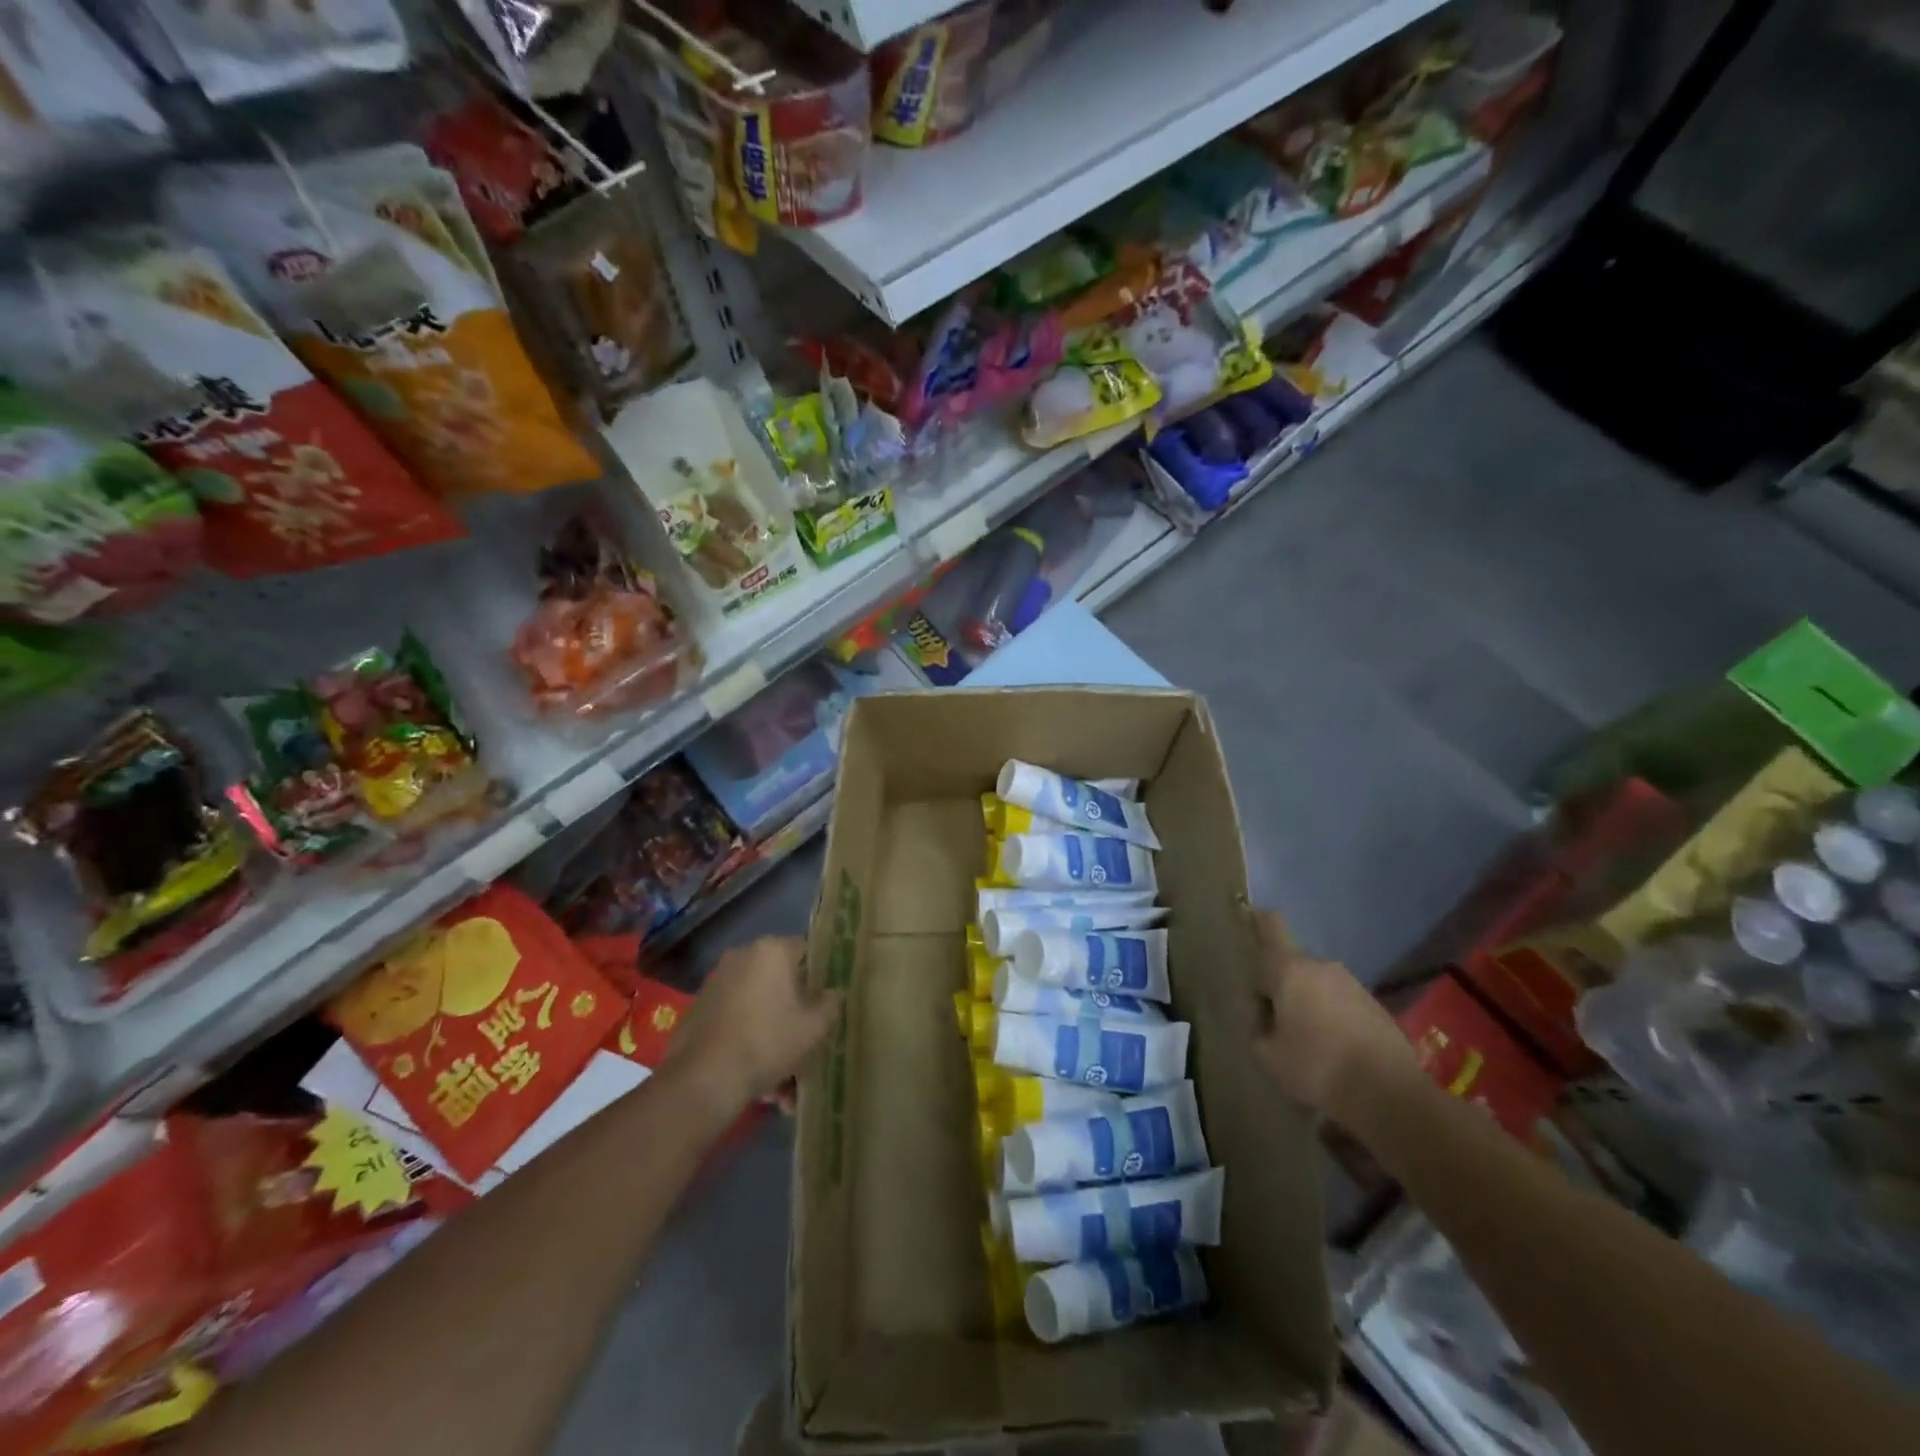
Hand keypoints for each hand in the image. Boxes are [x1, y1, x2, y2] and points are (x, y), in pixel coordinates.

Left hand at [673, 936, 841, 1113]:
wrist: (703, 1080)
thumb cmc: (768, 1041)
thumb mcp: (814, 1027)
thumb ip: (831, 1004)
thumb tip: (832, 993)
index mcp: (772, 951)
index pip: (807, 951)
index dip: (822, 977)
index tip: (828, 1002)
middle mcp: (742, 957)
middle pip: (781, 984)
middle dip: (796, 1018)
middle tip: (808, 1049)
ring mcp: (717, 983)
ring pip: (760, 1009)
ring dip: (774, 1040)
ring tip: (783, 1087)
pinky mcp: (699, 1011)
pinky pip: (737, 1022)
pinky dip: (750, 1045)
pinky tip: (761, 1086)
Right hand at [1252, 911, 1417, 1126]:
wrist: (1389, 1093)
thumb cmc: (1317, 1067)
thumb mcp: (1267, 1055)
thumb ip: (1258, 1028)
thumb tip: (1265, 1017)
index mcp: (1289, 970)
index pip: (1272, 927)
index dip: (1259, 919)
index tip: (1250, 916)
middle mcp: (1322, 967)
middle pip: (1293, 964)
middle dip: (1282, 984)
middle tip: (1275, 1018)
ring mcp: (1353, 985)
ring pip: (1319, 984)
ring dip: (1309, 1003)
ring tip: (1306, 1040)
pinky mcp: (1376, 1007)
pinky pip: (1342, 1003)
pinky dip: (1334, 1018)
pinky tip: (1334, 1050)